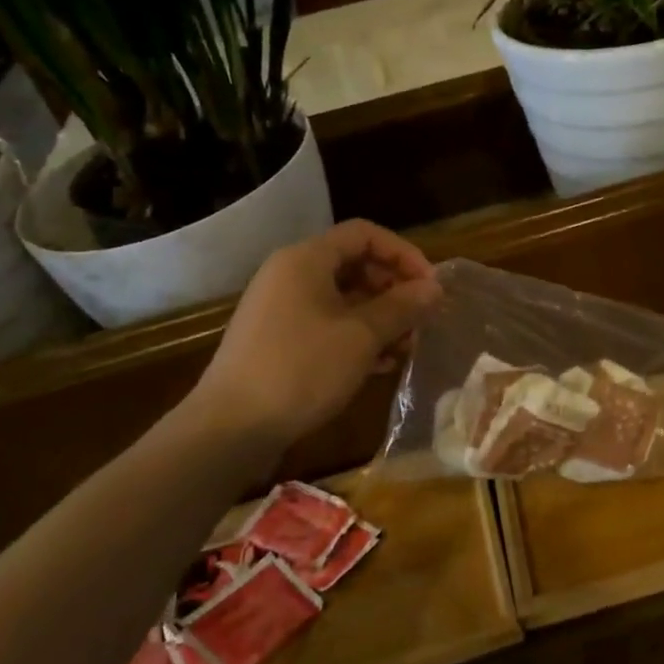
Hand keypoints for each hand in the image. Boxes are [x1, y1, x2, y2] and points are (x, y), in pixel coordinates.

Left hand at [185, 220, 441, 447]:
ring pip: (344, 299)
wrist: (230, 428)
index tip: (431, 286)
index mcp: (306, 259)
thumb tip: (434, 288)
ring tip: (406, 348)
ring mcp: (282, 309)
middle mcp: (290, 275)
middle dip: (394, 290)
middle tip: (421, 320)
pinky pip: (328, 325)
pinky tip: (381, 365)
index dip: (403, 254)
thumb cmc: (301, 369)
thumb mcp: (362, 336)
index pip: (365, 234)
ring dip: (381, 318)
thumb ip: (402, 307)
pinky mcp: (279, 341)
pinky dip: (357, 337)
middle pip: (355, 265)